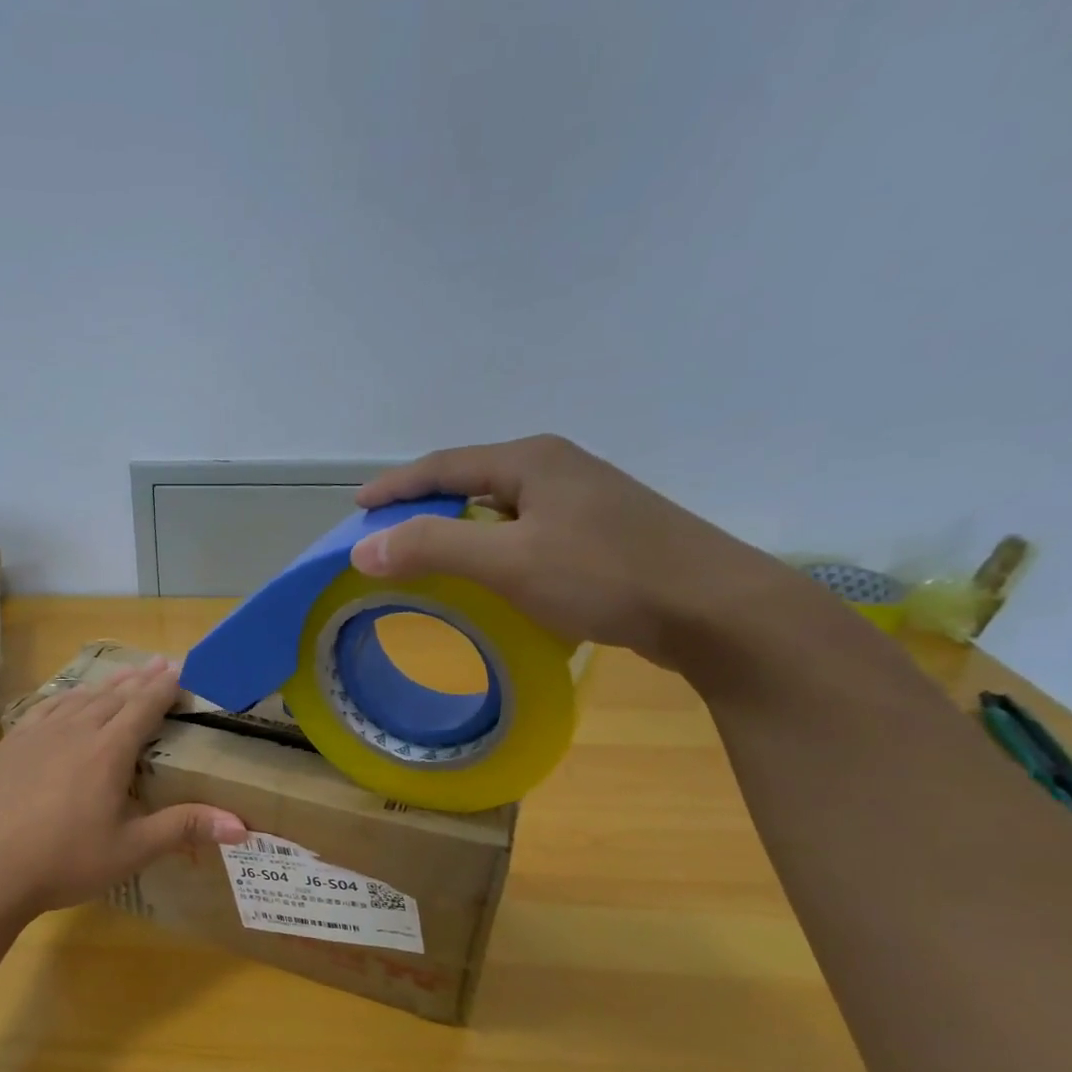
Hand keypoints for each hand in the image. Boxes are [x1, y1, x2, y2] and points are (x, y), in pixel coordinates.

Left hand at [0, 658, 247, 918]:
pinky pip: (46, 707)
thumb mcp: (131, 849)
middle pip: (114, 695)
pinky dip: (66, 697)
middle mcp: (75, 730)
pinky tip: (68, 698)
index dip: (166, 686)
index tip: (183, 668)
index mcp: (108, 750)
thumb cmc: (65, 862)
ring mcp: (38, 733)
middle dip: (142, 679)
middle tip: (162, 662)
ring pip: (80, 697)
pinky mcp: (11, 744)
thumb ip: (184, 829)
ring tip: (125, 674)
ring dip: (107, 684)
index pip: (144, 706)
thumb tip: (242, 826)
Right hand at [352, 435, 804, 674]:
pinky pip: (525, 530)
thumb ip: (433, 548)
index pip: (444, 465)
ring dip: (458, 525)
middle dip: (425, 503)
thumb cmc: (605, 575)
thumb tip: (363, 547)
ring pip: (501, 507)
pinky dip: (491, 545)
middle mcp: (557, 469)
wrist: (712, 609)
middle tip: (388, 531)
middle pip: (472, 479)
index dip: (397, 485)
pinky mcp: (601, 534)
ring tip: (428, 551)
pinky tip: (490, 572)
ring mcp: (585, 501)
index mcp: (532, 462)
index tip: (359, 507)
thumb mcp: (509, 562)